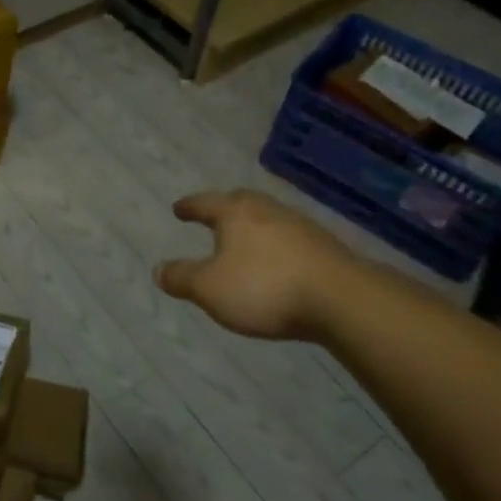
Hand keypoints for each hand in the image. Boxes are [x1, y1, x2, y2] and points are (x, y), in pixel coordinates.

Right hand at [154, 190, 359, 340]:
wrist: (342, 299)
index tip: (178, 209)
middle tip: (214, 215)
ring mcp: (300, 226)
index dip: (189, 207)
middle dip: (225, 207)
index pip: (205, 203)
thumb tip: (157, 269)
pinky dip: (277, 245)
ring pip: (269, 218)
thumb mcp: (210, 288)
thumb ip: (182, 278)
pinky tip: (278, 261)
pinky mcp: (325, 247)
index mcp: (235, 213)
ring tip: (246, 241)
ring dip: (254, 226)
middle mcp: (267, 210)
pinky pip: (291, 238)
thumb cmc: (264, 288)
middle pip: (241, 200)